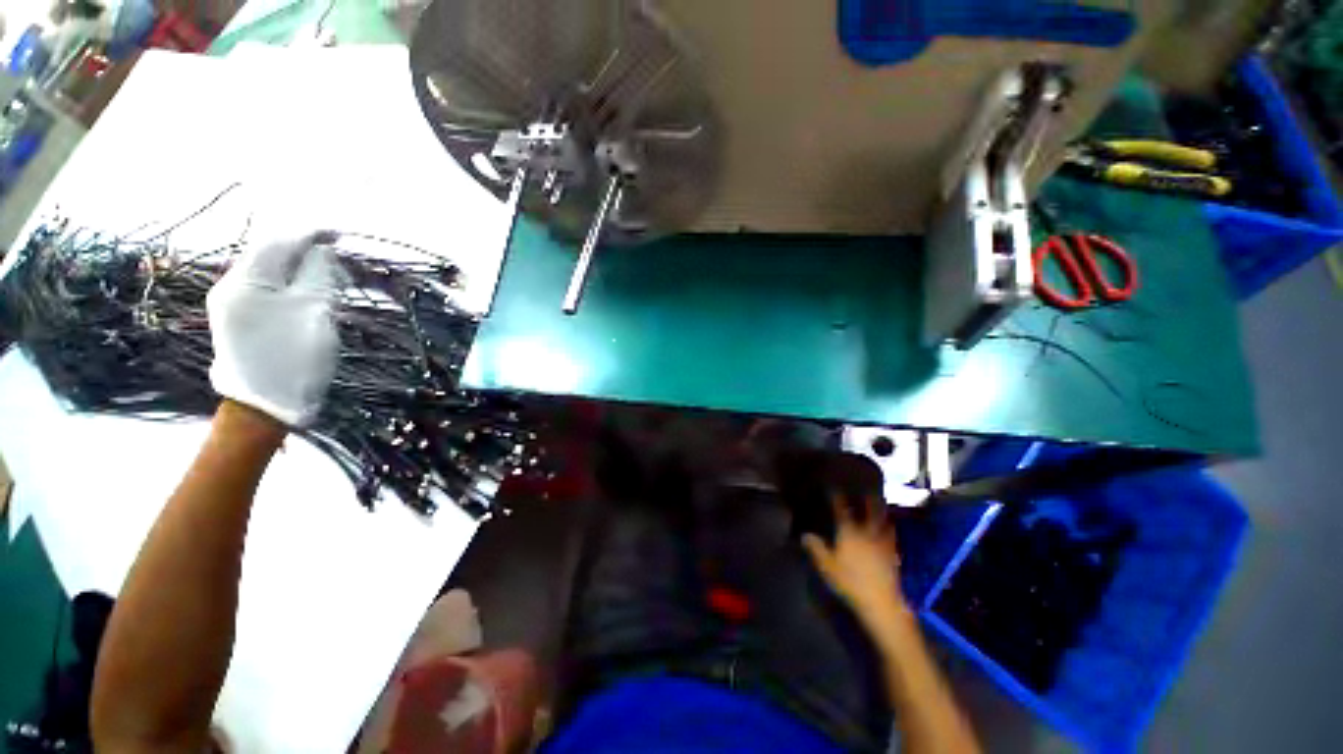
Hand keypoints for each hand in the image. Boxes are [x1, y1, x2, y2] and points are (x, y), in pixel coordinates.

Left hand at [207, 228, 340, 427]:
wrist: (266, 407)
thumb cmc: (295, 358)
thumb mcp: (315, 312)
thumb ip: (319, 274)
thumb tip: (321, 249)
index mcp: (245, 282)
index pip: (278, 241)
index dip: (310, 234)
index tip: (340, 236)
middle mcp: (230, 286)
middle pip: (270, 254)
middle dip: (305, 252)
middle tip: (340, 262)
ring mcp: (230, 304)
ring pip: (269, 272)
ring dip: (300, 270)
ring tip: (331, 281)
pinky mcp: (237, 319)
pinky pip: (265, 290)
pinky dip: (290, 286)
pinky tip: (309, 295)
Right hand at [802, 494, 906, 624]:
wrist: (881, 602)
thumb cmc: (850, 581)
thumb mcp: (827, 566)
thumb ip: (816, 548)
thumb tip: (805, 534)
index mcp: (849, 531)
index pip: (841, 509)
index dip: (836, 496)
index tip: (833, 487)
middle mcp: (867, 531)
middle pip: (870, 510)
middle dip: (868, 498)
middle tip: (867, 489)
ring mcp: (883, 542)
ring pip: (884, 521)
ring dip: (882, 511)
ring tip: (881, 504)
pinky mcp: (893, 554)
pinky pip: (892, 536)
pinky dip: (890, 529)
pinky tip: (889, 529)